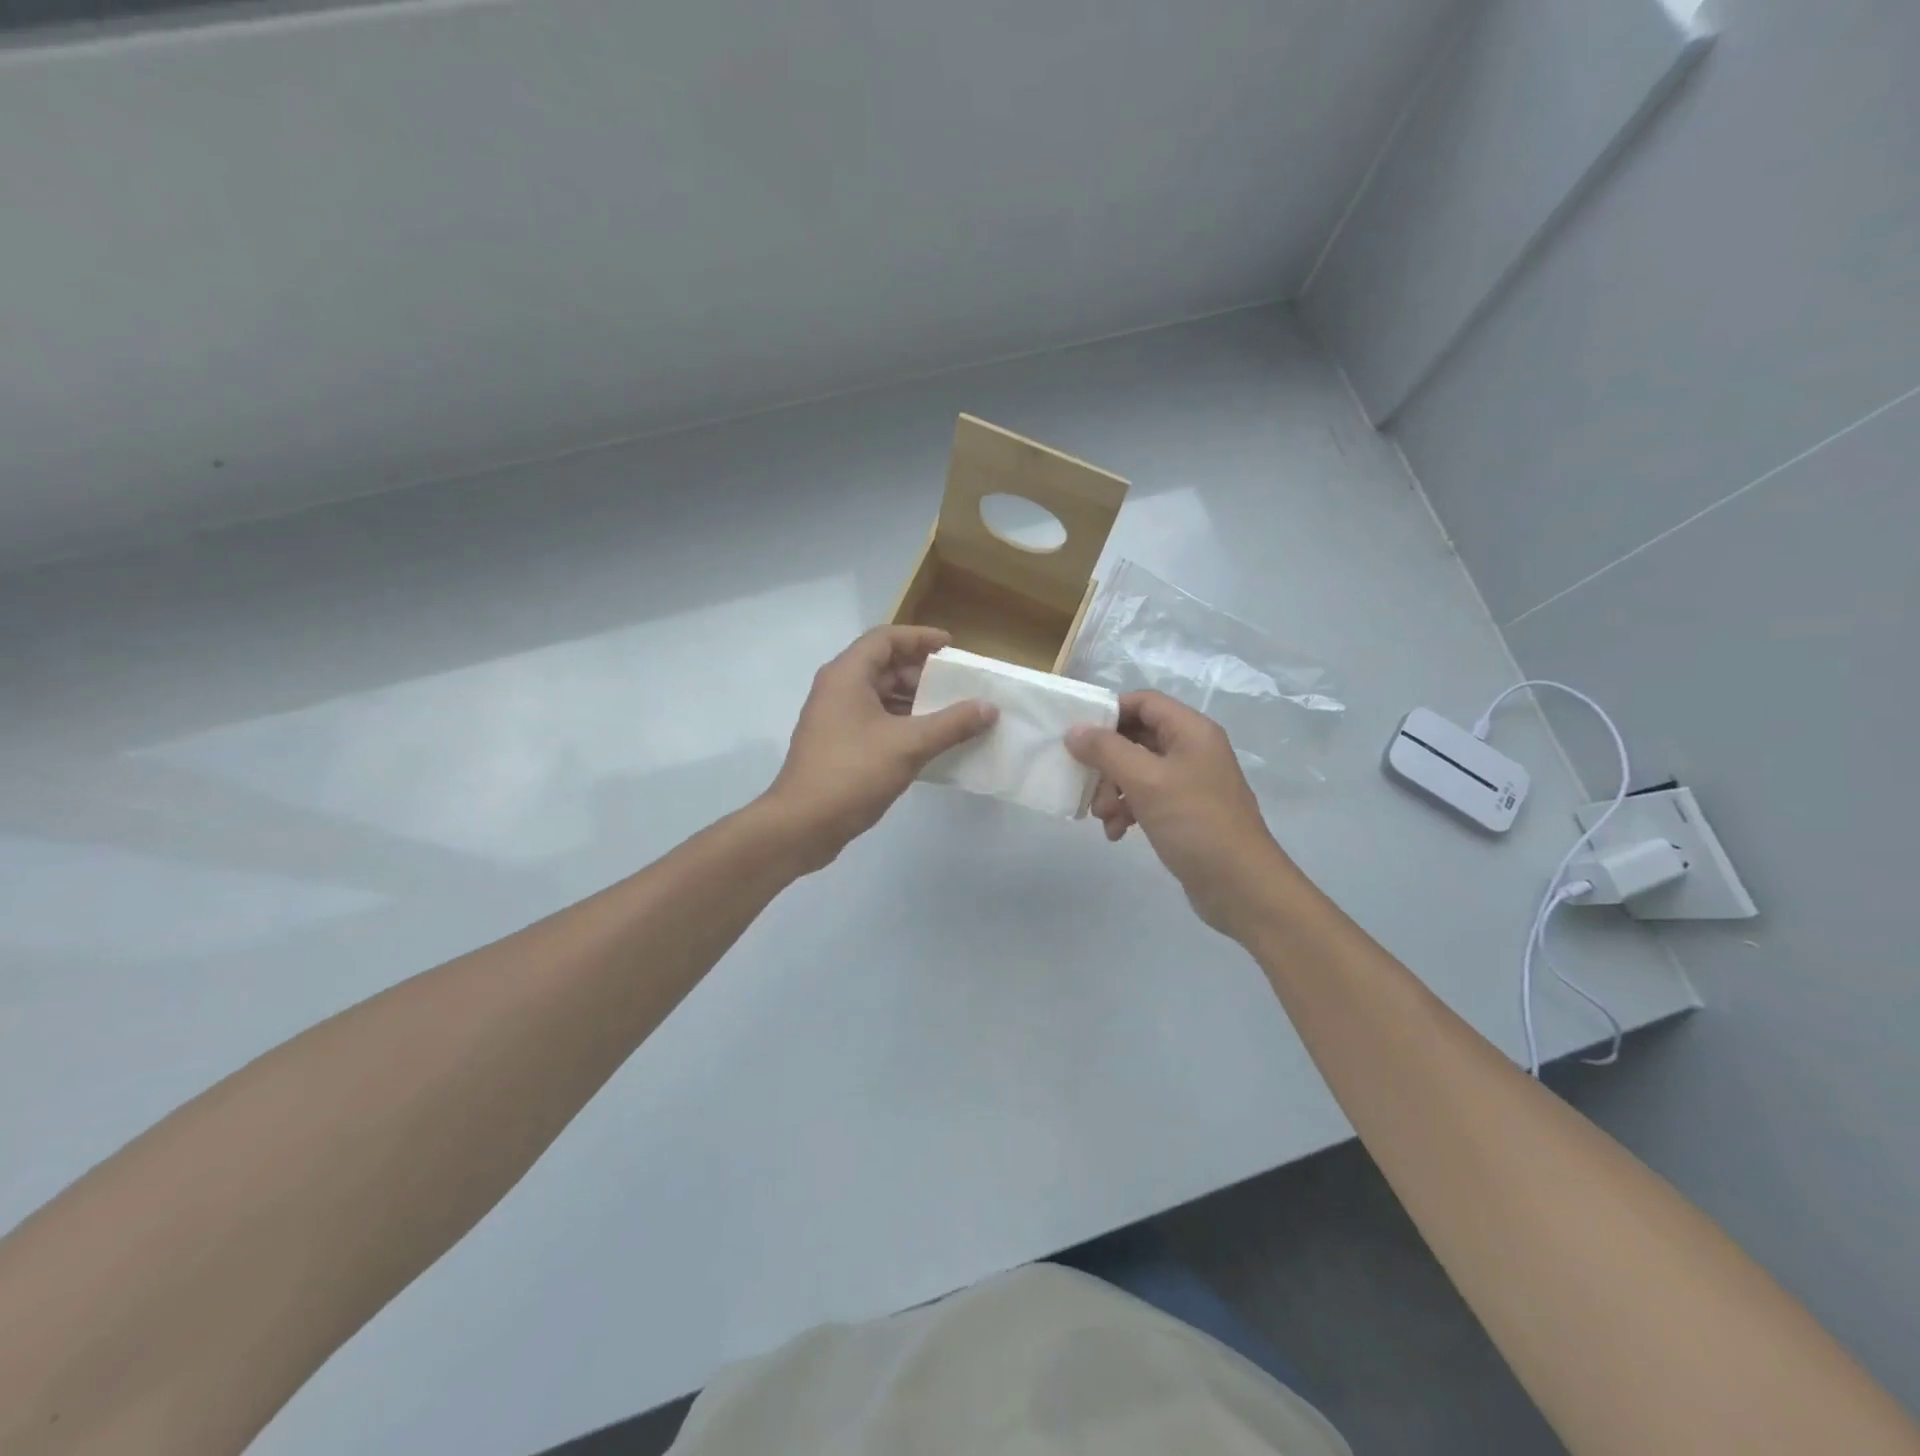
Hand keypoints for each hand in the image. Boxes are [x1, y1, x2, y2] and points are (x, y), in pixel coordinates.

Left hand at [762, 627, 996, 870]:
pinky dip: (902, 724)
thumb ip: (952, 723)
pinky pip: (874, 721)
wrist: (802, 824)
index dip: (920, 638)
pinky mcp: (837, 745)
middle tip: (956, 686)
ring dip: (913, 701)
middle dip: (921, 673)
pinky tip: (928, 742)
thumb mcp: (909, 745)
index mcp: (847, 675)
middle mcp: (837, 689)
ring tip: (950, 714)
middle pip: (883, 666)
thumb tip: (989, 707)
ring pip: (879, 696)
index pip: (886, 638)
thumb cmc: (853, 773)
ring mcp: (834, 718)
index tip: (952, 648)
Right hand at [1066, 691, 1297, 935]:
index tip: (1080, 738)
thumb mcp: (1146, 782)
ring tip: (1104, 818)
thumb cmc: (1195, 823)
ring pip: (1136, 770)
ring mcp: (1189, 782)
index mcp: (1191, 731)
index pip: (1143, 702)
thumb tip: (1074, 731)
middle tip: (1090, 788)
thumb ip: (1106, 751)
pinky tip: (1117, 834)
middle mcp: (1192, 749)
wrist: (1241, 887)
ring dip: (1113, 790)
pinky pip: (1146, 798)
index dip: (1109, 713)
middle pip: (1136, 738)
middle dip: (1106, 762)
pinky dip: (1127, 811)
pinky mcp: (1185, 812)